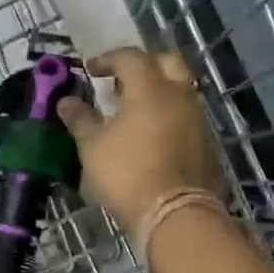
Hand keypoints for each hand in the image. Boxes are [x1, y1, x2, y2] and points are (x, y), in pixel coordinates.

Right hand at [57, 48, 226, 230]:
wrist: (176, 215)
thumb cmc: (128, 174)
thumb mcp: (93, 147)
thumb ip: (80, 119)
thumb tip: (66, 102)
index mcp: (150, 88)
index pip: (130, 57)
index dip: (108, 59)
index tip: (91, 70)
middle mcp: (179, 94)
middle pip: (167, 61)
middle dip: (143, 64)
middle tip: (121, 79)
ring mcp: (198, 117)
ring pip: (181, 88)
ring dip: (159, 88)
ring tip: (135, 108)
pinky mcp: (208, 141)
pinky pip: (188, 113)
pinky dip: (170, 113)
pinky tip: (154, 133)